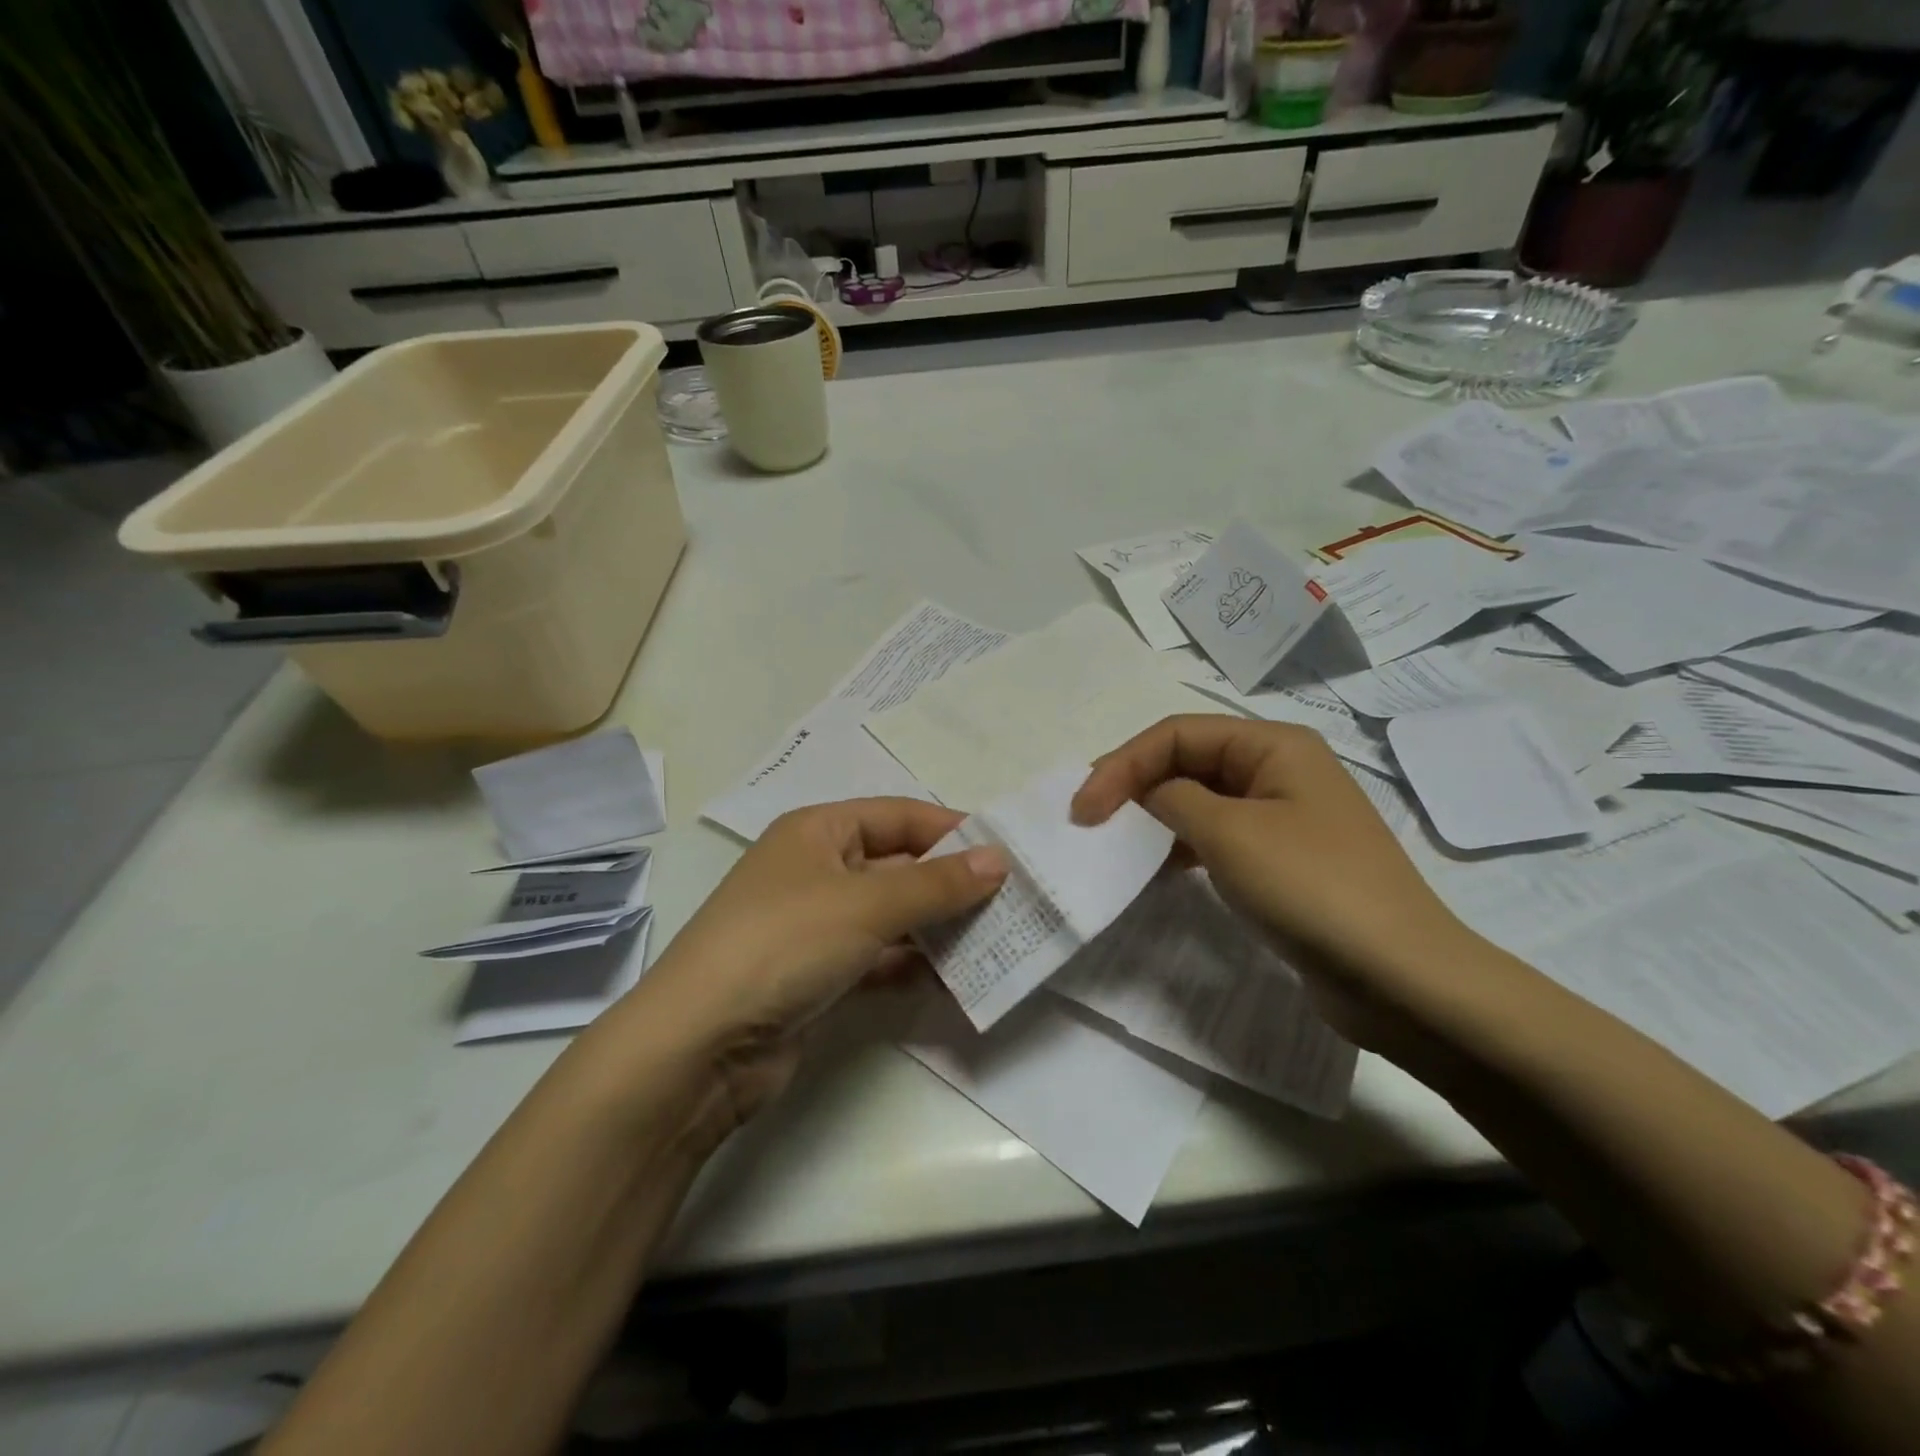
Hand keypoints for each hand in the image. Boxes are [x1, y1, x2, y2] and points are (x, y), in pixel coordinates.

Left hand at [629, 798, 1006, 1126]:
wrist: (701, 1045)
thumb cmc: (785, 943)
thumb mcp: (867, 903)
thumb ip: (937, 883)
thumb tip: (1000, 860)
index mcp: (818, 830)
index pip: (899, 815)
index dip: (952, 830)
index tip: (1006, 852)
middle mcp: (817, 869)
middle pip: (898, 865)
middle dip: (952, 882)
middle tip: (1013, 900)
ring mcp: (817, 925)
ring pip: (892, 915)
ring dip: (939, 926)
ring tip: (999, 938)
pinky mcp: (820, 975)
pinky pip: (880, 958)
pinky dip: (914, 963)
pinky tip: (957, 977)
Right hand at [1071, 715, 1474, 1046]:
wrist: (1401, 980)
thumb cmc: (1312, 889)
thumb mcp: (1230, 833)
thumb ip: (1172, 799)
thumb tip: (1143, 795)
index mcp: (1273, 745)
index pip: (1177, 734)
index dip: (1122, 763)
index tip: (1083, 809)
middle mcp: (1278, 770)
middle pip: (1187, 761)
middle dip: (1133, 784)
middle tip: (1088, 819)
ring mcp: (1282, 817)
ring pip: (1198, 800)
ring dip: (1153, 816)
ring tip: (1113, 843)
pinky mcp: (1281, 861)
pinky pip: (1216, 837)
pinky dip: (1179, 846)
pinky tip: (1156, 869)